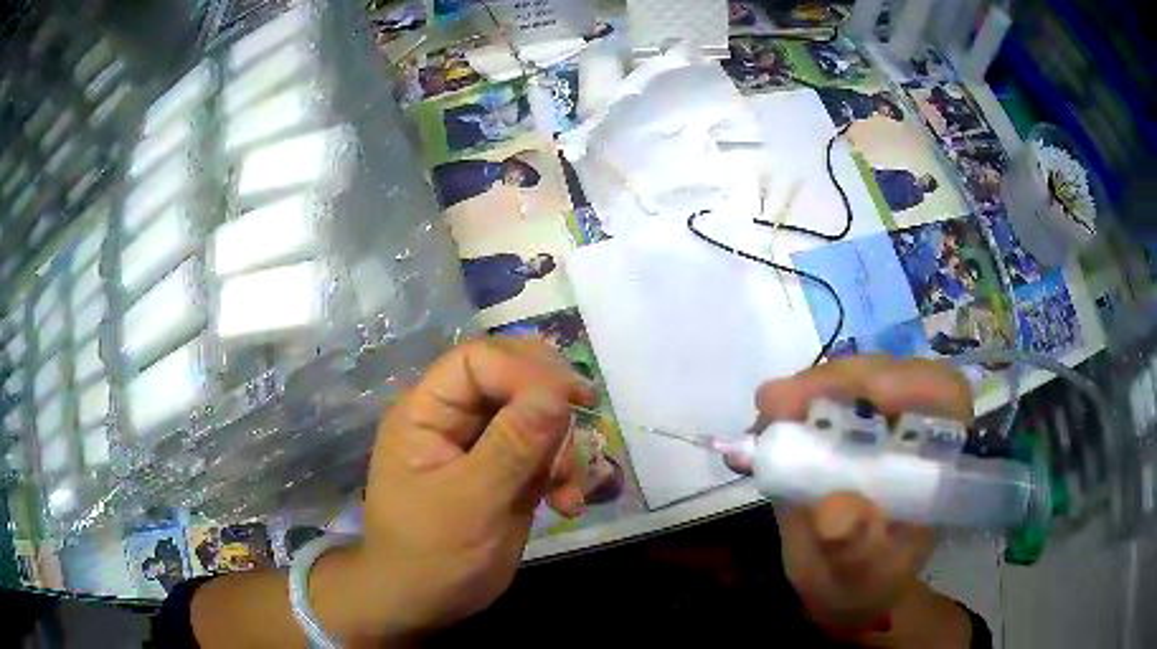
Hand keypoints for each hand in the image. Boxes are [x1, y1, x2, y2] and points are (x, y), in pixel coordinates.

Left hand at [322, 339, 596, 642]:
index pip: (478, 361)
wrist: (423, 603)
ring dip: (563, 447)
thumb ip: (512, 446)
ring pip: (536, 416)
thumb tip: (555, 392)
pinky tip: (568, 505)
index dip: (524, 372)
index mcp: (426, 412)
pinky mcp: (505, 473)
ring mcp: (482, 446)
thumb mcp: (470, 503)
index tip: (570, 401)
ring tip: (567, 490)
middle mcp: (454, 419)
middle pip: (512, 379)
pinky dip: (564, 472)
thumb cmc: (430, 554)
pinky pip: (544, 452)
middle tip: (586, 419)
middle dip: (551, 404)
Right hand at [753, 356, 972, 633]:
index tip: (861, 397)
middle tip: (777, 402)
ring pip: (860, 377)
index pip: (943, 395)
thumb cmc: (863, 587)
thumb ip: (855, 553)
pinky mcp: (853, 426)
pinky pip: (831, 396)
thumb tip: (834, 512)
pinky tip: (773, 420)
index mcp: (940, 465)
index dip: (906, 383)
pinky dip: (799, 401)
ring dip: (814, 388)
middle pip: (894, 373)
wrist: (848, 588)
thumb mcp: (858, 581)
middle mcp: (919, 431)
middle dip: (838, 382)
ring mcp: (886, 424)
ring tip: (771, 412)